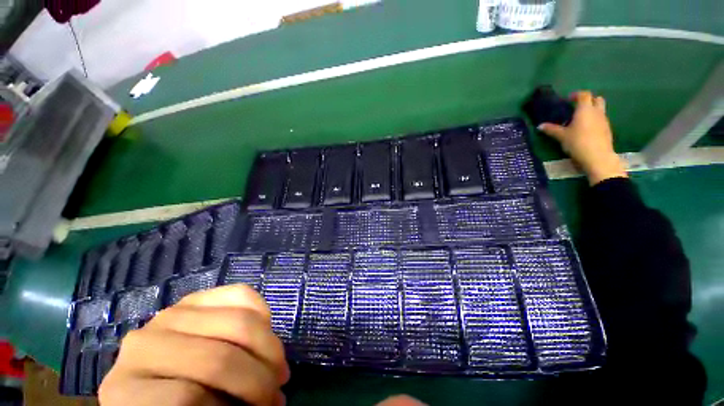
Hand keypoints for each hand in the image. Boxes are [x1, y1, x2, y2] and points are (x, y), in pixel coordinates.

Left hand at [99, 285, 289, 405]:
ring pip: (238, 322)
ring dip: (268, 347)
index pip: (187, 398)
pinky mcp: (198, 296)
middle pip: (219, 358)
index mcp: (129, 390)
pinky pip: (241, 295)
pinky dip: (262, 313)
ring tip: (277, 364)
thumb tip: (266, 404)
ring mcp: (172, 313)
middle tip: (278, 391)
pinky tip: (266, 330)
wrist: (152, 374)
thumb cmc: (168, 403)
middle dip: (260, 377)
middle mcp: (145, 344)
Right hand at [538, 91, 627, 185]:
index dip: (576, 95)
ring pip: (600, 109)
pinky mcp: (607, 129)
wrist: (597, 156)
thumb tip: (540, 126)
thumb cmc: (578, 142)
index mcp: (585, 109)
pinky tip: (586, 130)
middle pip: (597, 99)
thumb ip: (551, 129)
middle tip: (578, 107)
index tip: (569, 99)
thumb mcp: (561, 136)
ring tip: (580, 120)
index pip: (584, 95)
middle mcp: (596, 111)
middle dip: (588, 100)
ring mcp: (604, 120)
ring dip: (592, 111)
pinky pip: (601, 119)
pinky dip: (594, 120)